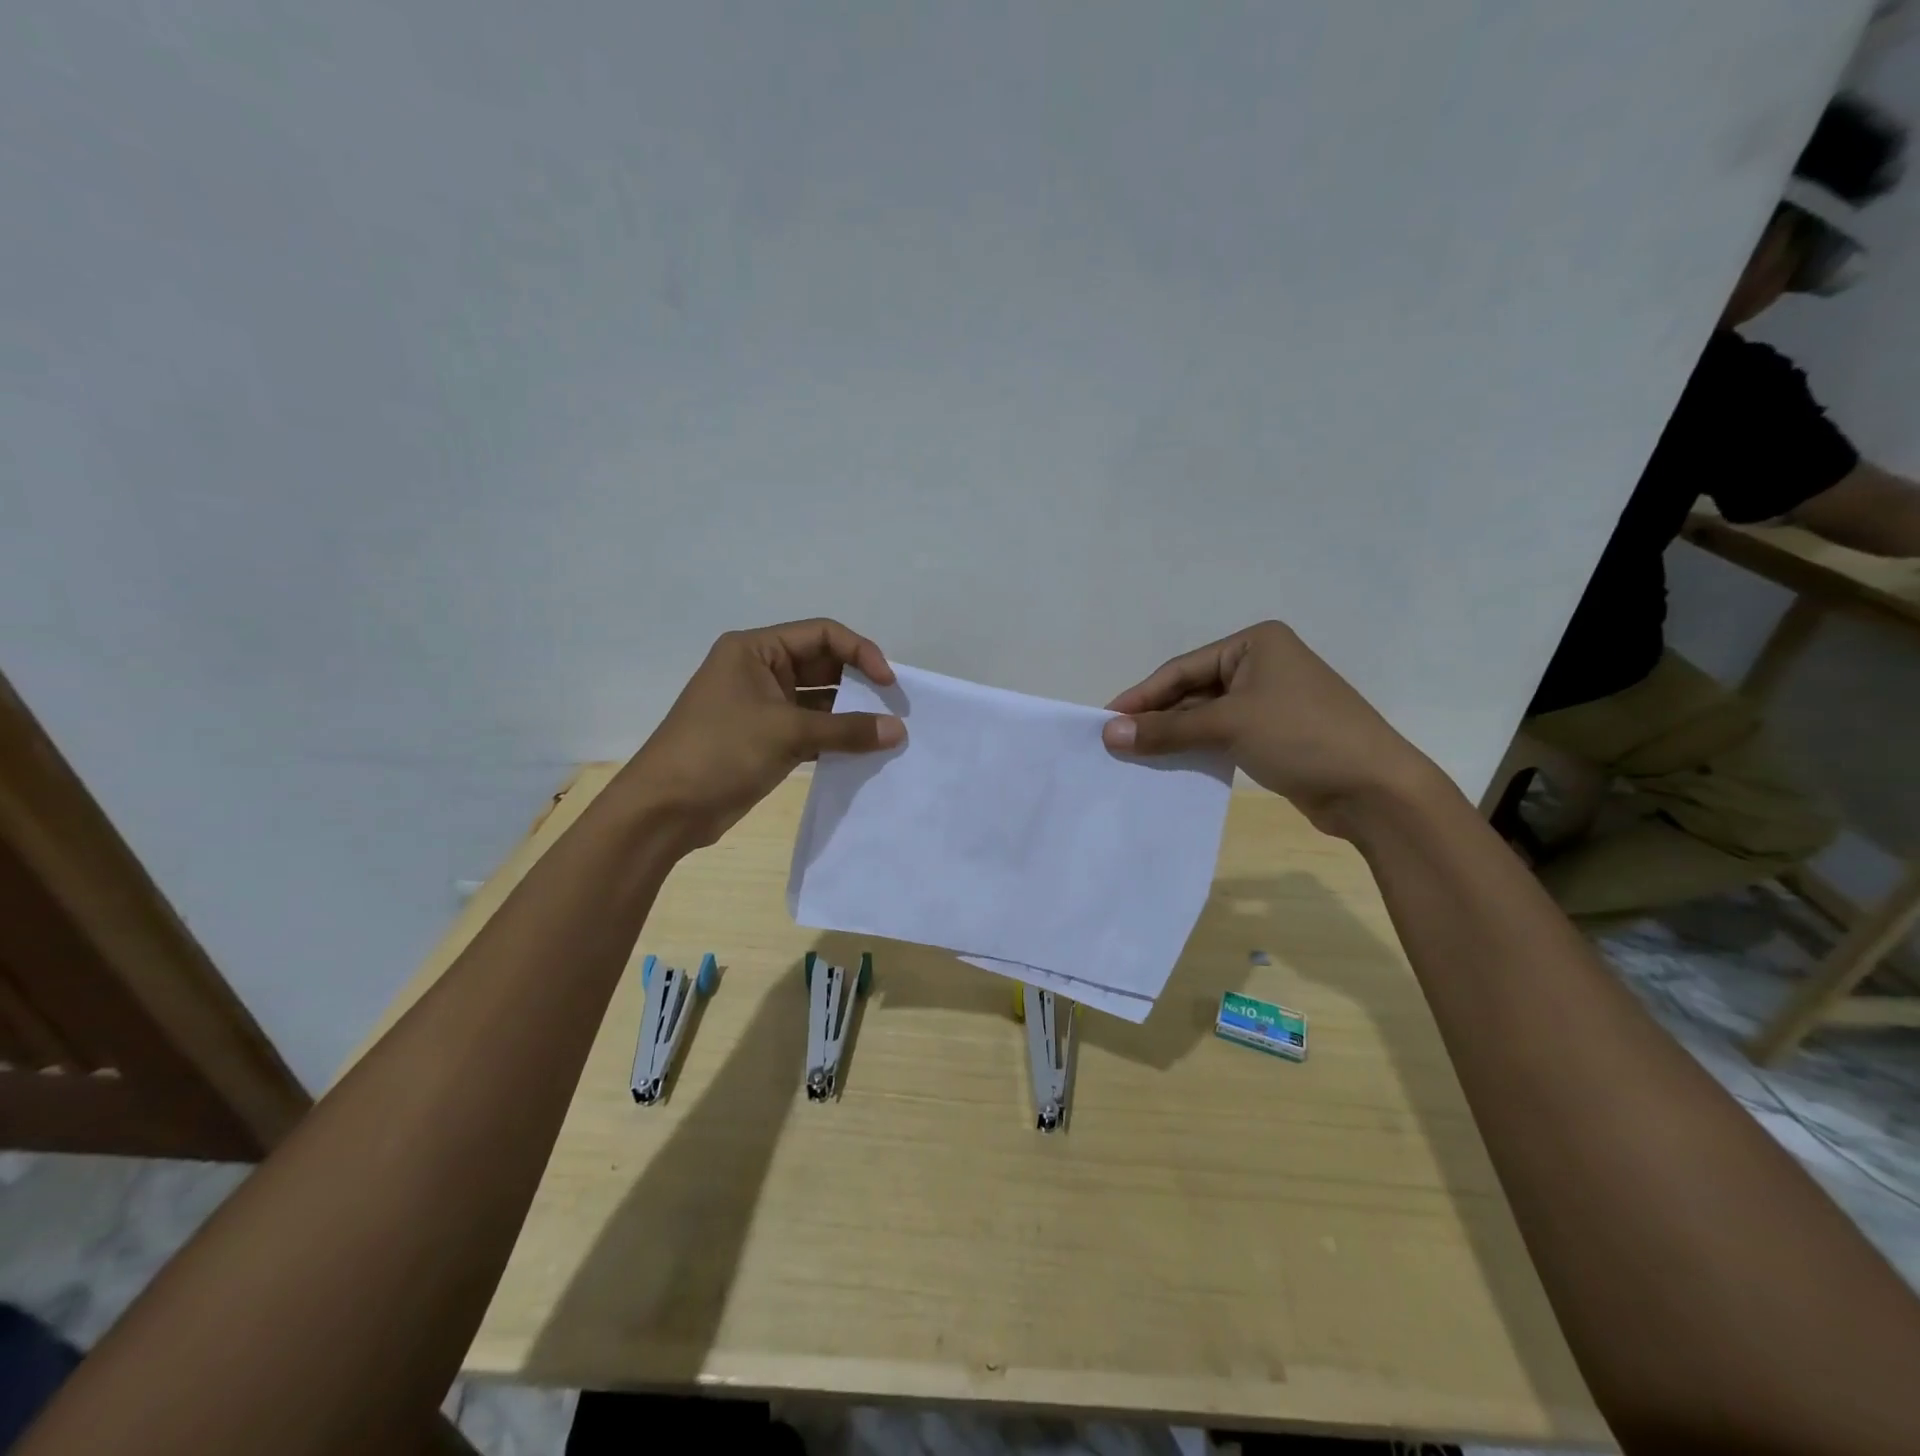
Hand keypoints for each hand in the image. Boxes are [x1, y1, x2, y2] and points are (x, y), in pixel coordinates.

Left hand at [619, 619, 905, 849]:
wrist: (665, 809)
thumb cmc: (720, 751)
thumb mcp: (786, 732)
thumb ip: (847, 729)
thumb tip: (899, 730)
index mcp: (755, 649)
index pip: (822, 634)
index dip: (860, 652)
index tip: (889, 683)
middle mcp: (760, 670)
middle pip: (823, 665)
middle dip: (859, 683)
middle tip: (894, 708)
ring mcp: (763, 706)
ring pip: (819, 700)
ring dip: (850, 714)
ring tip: (885, 732)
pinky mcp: (766, 739)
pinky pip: (810, 729)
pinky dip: (835, 738)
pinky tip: (863, 752)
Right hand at [1101, 620, 1443, 837]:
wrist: (1374, 789)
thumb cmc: (1302, 737)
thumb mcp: (1228, 726)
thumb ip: (1166, 729)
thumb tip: (1109, 733)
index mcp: (1255, 644)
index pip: (1183, 668)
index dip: (1142, 695)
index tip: (1105, 720)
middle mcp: (1262, 665)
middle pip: (1193, 690)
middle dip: (1157, 717)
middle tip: (1117, 742)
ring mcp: (1270, 700)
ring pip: (1206, 715)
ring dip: (1174, 735)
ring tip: (1136, 757)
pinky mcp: (1274, 734)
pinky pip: (1222, 735)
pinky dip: (1196, 748)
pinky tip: (1170, 765)